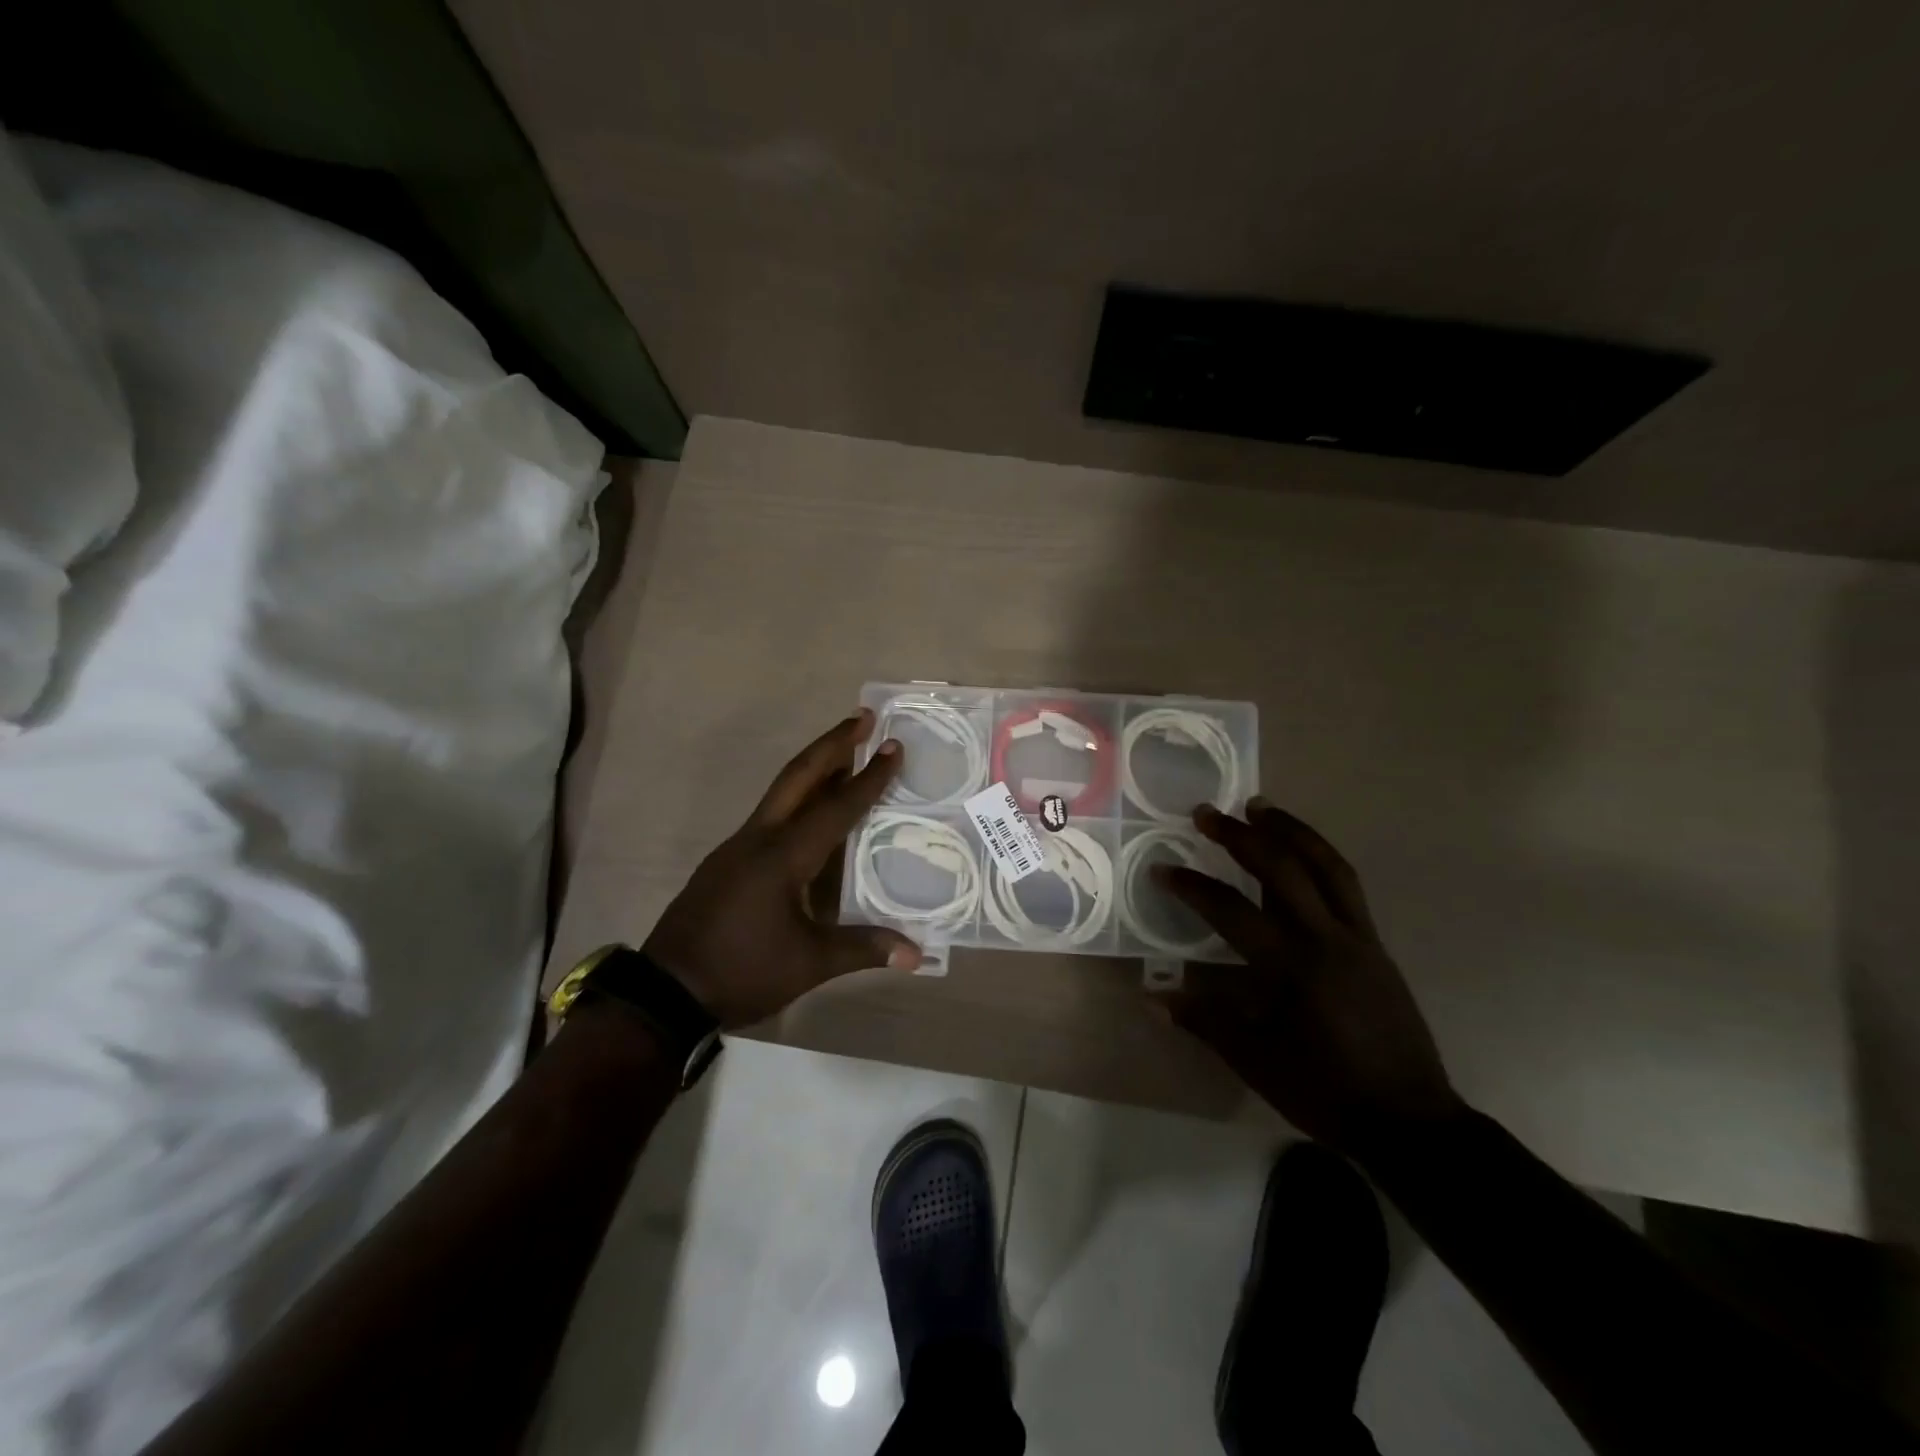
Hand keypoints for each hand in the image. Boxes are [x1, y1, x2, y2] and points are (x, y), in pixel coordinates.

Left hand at [642, 710, 921, 1027]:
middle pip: (798, 776)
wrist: (667, 991)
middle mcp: (759, 838)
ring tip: (845, 753)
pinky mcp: (726, 860)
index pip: (836, 808)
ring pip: (781, 791)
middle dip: (833, 744)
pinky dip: (797, 796)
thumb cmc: (742, 971)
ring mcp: (737, 846)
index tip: (893, 747)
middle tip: (864, 718)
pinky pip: (770, 814)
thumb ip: (863, 948)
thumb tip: (917, 954)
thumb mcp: (808, 964)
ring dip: (814, 767)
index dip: (869, 778)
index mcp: (783, 856)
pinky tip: (810, 811)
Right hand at [1153, 799, 1464, 1158]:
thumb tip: (1151, 996)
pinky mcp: (1376, 945)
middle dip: (1240, 836)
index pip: (1231, 910)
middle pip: (1282, 869)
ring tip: (1261, 807)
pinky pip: (1347, 886)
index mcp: (1291, 967)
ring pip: (1326, 866)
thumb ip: (1203, 1020)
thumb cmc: (1324, 1091)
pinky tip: (1303, 852)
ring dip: (1290, 830)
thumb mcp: (1254, 1060)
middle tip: (1207, 813)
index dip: (1192, 886)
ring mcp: (1358, 938)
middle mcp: (1326, 939)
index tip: (1162, 869)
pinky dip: (1320, 857)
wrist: (1408, 1121)